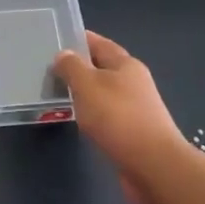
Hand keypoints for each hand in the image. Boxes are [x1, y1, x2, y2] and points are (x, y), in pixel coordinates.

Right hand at [52, 31, 189, 196]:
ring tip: (59, 94)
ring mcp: (136, 107)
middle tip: (50, 69)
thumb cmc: (118, 118)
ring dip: (84, 92)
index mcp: (126, 64)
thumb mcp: (87, 86)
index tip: (56, 38)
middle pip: (103, 67)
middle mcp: (134, 82)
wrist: (153, 165)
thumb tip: (63, 54)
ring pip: (104, 92)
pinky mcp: (133, 131)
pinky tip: (79, 120)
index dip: (79, 39)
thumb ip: (72, 67)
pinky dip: (92, 113)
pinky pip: (107, 114)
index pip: (99, 43)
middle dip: (79, 67)